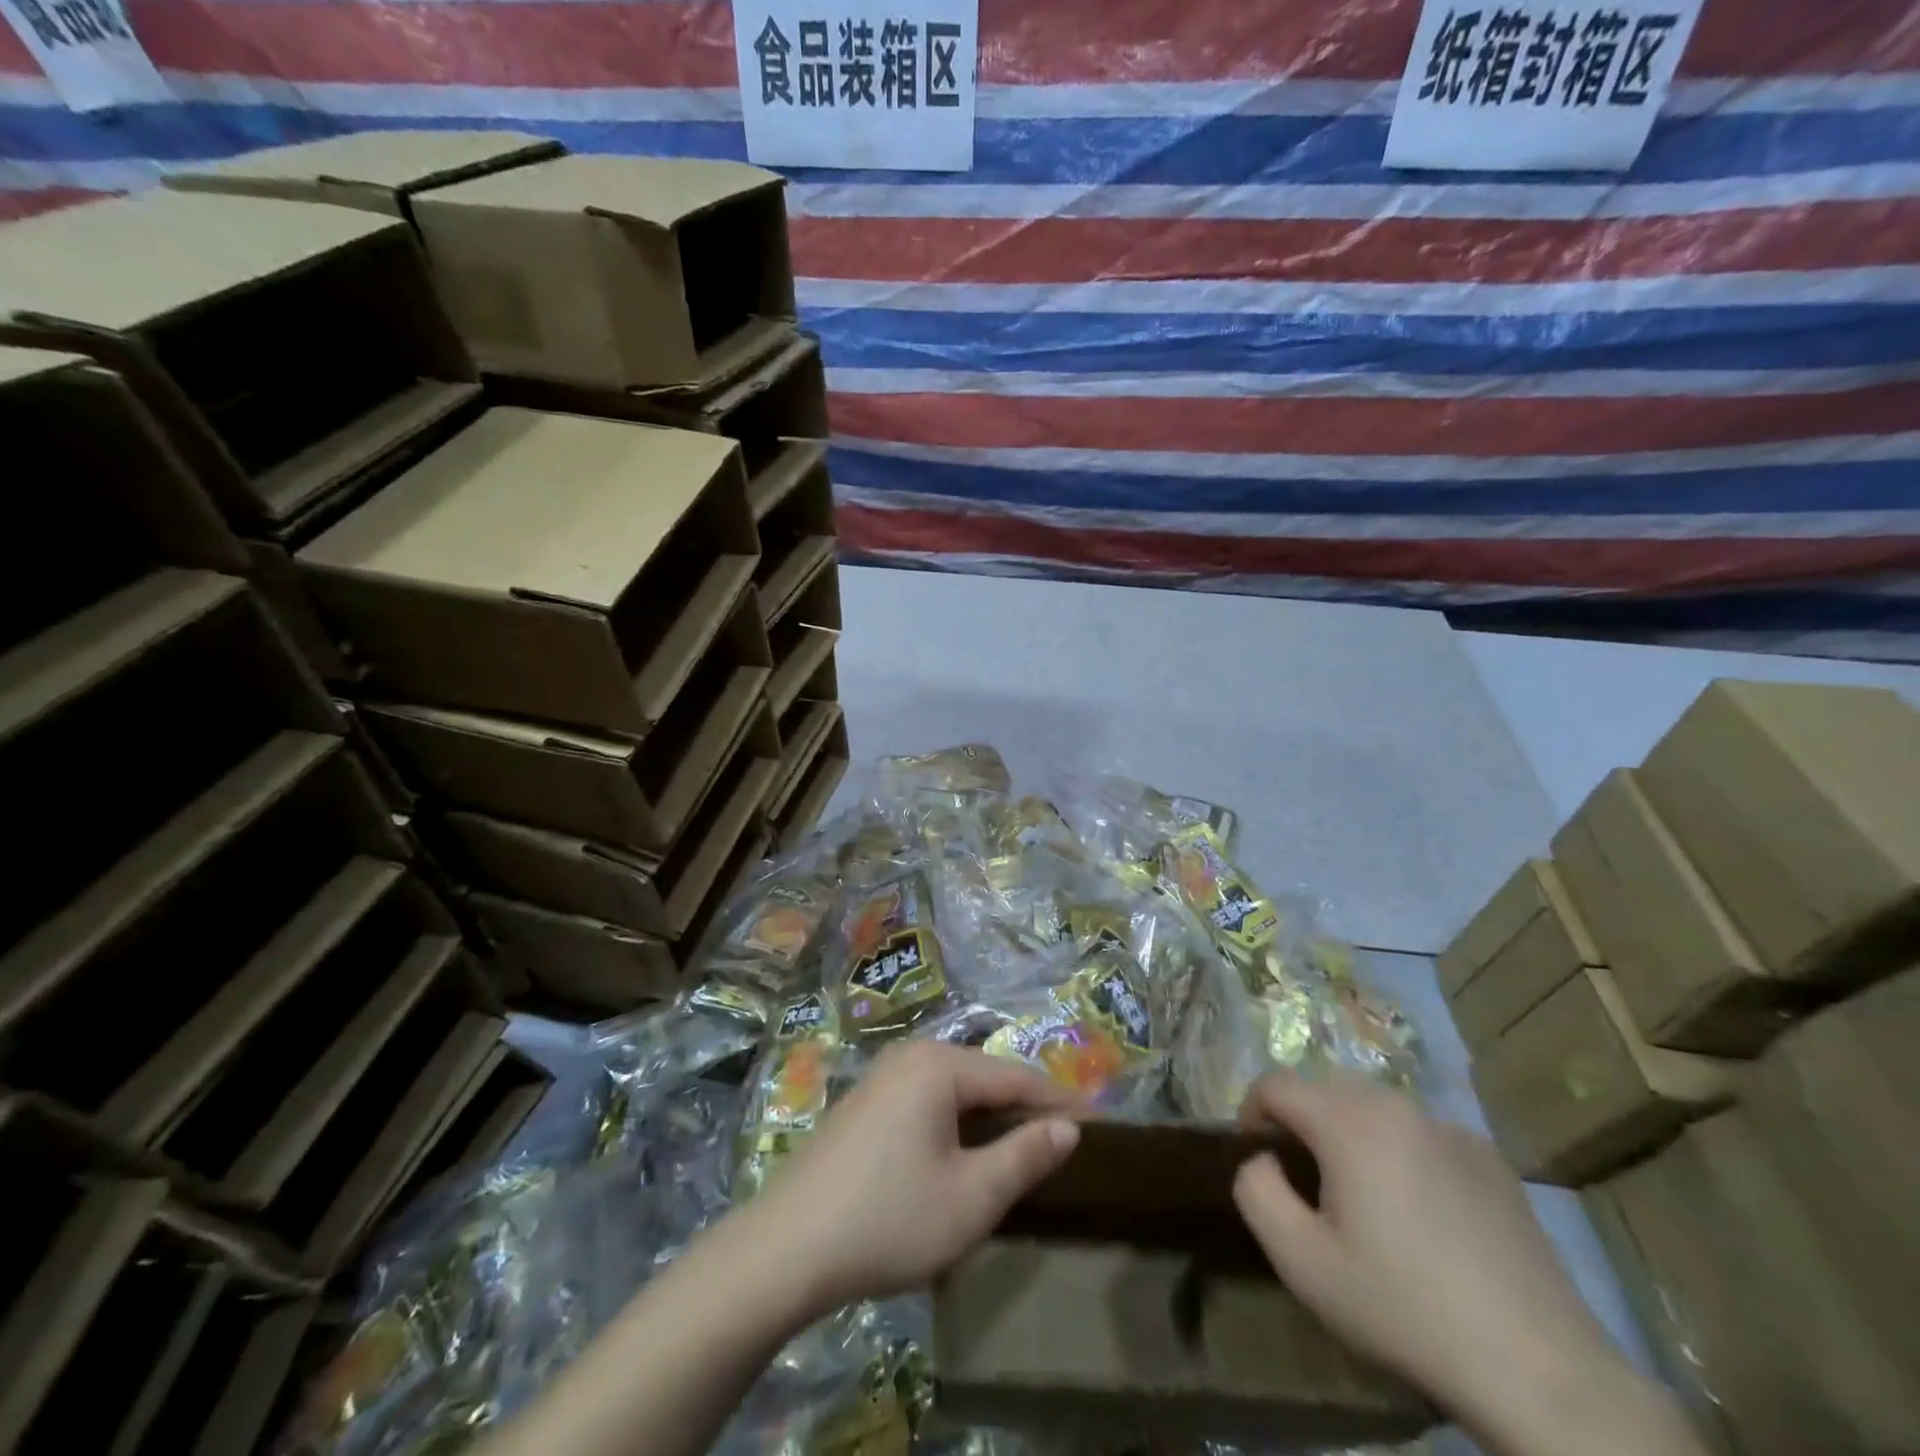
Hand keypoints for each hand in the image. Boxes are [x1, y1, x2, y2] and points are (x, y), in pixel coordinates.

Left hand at [753, 1042, 1080, 1310]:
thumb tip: (1068, 1128)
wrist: (786, 1247)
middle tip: (1067, 1140)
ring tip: (1026, 1147)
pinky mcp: (866, 1103)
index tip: (1100, 1124)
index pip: (1015, 1076)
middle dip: (1026, 1107)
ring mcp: (883, 1076)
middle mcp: (911, 1056)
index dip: (1060, 1102)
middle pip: (984, 1077)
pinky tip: (968, 1151)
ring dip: (992, 1116)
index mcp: (939, 1065)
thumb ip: (1024, 1156)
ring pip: (956, 1089)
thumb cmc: (889, 1218)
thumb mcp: (970, 1197)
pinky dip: (958, 1121)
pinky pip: (928, 1100)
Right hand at [1231, 1072, 1690, 1453]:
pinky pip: (1422, 1135)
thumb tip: (1262, 1157)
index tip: (1260, 1161)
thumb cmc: (1403, 1307)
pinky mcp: (1491, 1158)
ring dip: (1352, 1137)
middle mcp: (1397, 1106)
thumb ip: (1255, 1189)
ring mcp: (1450, 1128)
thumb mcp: (1301, 1260)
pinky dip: (1404, 1154)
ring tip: (1366, 1201)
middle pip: (1324, 1089)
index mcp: (1348, 1121)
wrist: (1538, 1369)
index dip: (1252, 1115)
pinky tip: (1425, 1218)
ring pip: (1375, 1109)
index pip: (1274, 1084)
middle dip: (1302, 1124)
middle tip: (1309, 1186)